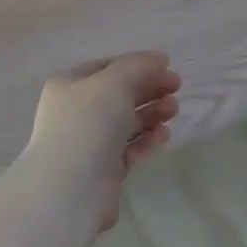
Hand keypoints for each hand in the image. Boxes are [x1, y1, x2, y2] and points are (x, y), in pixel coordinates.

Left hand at [20, 52, 180, 230]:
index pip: (108, 67)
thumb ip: (139, 65)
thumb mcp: (115, 81)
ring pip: (125, 122)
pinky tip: (164, 134)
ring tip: (174, 110)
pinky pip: (128, 149)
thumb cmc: (89, 123)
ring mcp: (87, 143)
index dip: (138, 65)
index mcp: (69, 85)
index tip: (167, 68)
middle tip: (176, 89)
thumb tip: (159, 59)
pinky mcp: (102, 171)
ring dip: (151, 113)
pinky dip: (147, 140)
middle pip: (118, 94)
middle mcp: (75, 112)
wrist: (70, 188)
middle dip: (148, 89)